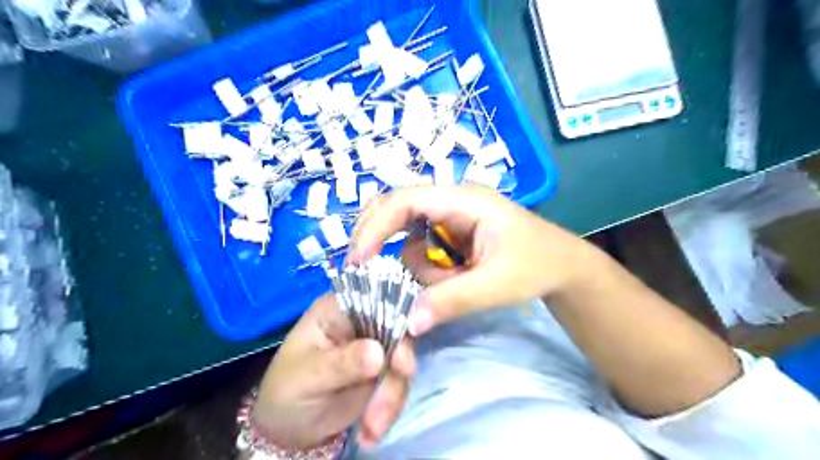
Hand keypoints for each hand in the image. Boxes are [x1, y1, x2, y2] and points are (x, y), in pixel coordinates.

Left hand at [255, 294, 417, 448]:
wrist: (288, 434)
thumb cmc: (286, 393)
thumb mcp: (307, 377)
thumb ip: (341, 363)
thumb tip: (378, 352)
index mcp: (339, 309)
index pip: (375, 296)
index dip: (397, 310)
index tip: (409, 336)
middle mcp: (361, 322)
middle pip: (398, 326)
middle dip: (399, 359)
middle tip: (401, 377)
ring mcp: (375, 347)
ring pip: (402, 358)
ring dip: (392, 393)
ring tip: (372, 425)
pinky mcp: (383, 373)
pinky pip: (399, 383)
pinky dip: (390, 408)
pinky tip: (370, 431)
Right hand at [350, 186, 599, 334]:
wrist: (564, 266)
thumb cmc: (538, 265)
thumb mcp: (497, 285)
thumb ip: (453, 300)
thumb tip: (409, 322)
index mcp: (463, 200)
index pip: (405, 201)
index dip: (375, 227)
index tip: (357, 261)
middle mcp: (451, 201)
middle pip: (396, 209)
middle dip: (379, 238)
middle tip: (366, 270)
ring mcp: (450, 218)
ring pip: (408, 238)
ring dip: (419, 268)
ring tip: (455, 283)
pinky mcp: (452, 235)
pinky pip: (423, 251)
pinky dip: (428, 271)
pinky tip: (455, 280)